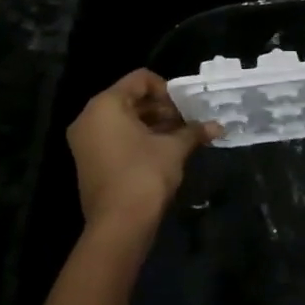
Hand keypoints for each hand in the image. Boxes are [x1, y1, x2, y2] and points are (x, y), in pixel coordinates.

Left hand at [67, 70, 218, 245]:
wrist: (119, 225)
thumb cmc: (145, 175)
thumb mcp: (174, 148)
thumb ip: (193, 131)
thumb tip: (218, 126)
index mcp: (105, 105)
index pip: (140, 79)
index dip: (167, 90)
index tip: (185, 108)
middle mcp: (89, 117)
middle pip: (131, 98)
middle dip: (162, 109)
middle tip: (186, 124)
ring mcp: (85, 141)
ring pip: (123, 120)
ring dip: (153, 125)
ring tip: (179, 138)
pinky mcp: (89, 161)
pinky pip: (115, 137)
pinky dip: (138, 139)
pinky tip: (163, 152)